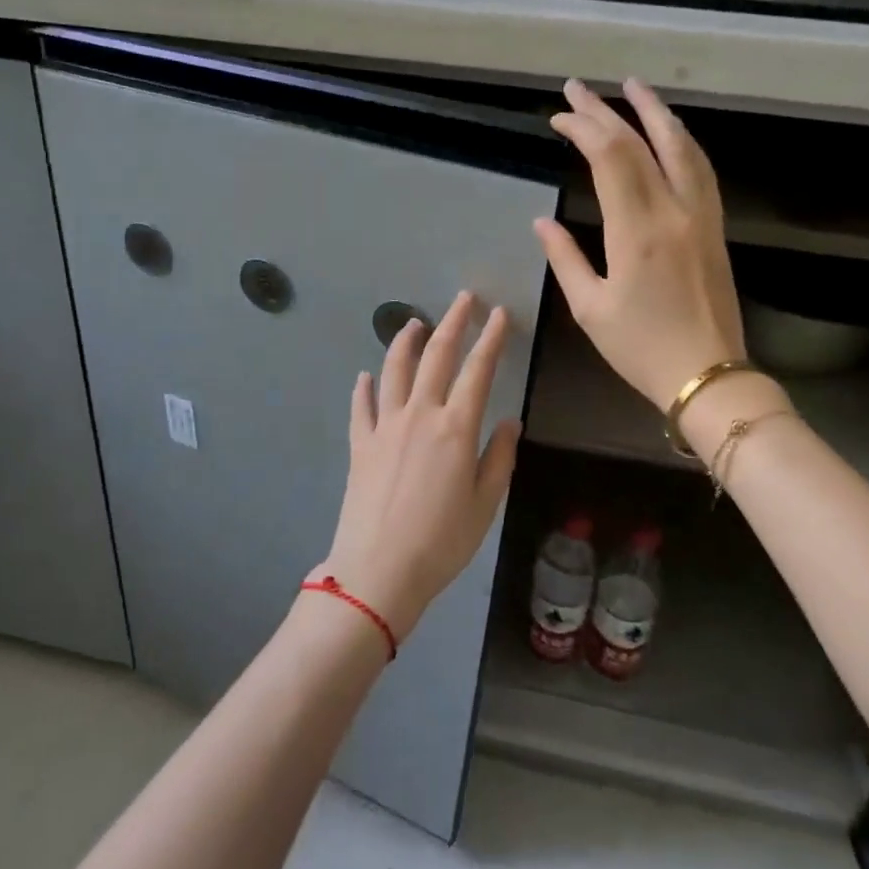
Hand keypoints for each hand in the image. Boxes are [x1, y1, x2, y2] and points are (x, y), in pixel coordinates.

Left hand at [318, 291, 521, 640]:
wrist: (379, 569)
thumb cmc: (442, 542)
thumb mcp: (485, 504)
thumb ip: (499, 457)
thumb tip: (508, 420)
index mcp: (456, 428)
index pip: (478, 370)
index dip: (491, 338)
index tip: (499, 313)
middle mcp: (419, 415)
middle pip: (436, 356)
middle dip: (453, 322)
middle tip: (463, 298)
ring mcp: (384, 426)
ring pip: (394, 370)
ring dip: (405, 342)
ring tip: (414, 324)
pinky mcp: (359, 444)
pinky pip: (361, 406)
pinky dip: (364, 386)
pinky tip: (365, 376)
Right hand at [533, 78, 746, 409]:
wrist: (708, 375)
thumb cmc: (641, 348)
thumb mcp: (590, 308)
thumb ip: (565, 258)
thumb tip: (542, 222)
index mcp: (637, 231)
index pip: (610, 158)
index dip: (583, 128)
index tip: (558, 117)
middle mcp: (673, 211)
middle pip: (641, 143)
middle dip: (606, 111)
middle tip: (578, 88)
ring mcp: (701, 216)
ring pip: (681, 147)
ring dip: (655, 112)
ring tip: (633, 87)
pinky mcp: (715, 227)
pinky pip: (700, 168)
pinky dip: (681, 140)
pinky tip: (670, 132)